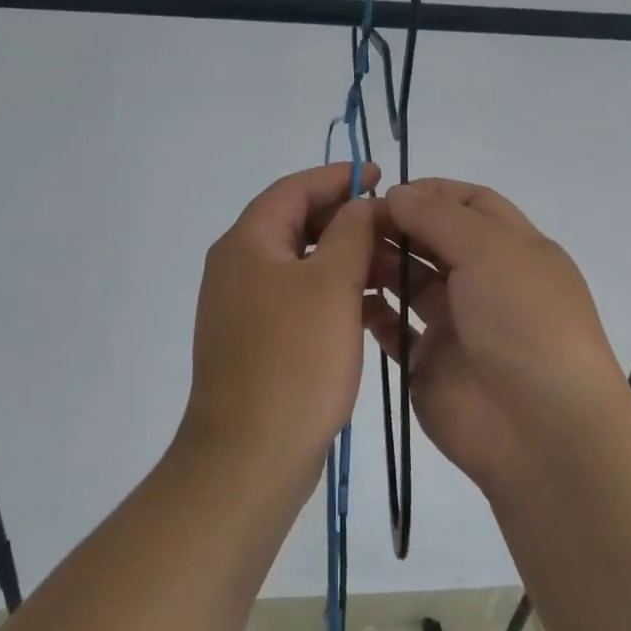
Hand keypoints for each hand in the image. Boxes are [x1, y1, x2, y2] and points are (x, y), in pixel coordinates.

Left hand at [181, 162, 379, 489]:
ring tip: (392, 269)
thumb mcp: (331, 285)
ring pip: (300, 264)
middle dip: (345, 220)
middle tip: (393, 226)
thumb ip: (350, 233)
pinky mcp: (256, 340)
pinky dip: (332, 294)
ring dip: (343, 259)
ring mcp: (243, 307)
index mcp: (247, 243)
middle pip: (295, 224)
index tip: (379, 175)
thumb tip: (361, 203)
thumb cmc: (294, 359)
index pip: (293, 189)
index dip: (337, 177)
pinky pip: (298, 300)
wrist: (251, 454)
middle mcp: (237, 267)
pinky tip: (369, 309)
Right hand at [365, 179, 630, 491]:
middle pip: (433, 240)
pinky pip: (394, 328)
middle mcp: (484, 281)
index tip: (385, 193)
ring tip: (342, 257)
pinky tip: (348, 299)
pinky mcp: (429, 361)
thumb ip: (438, 217)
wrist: (541, 430)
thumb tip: (396, 194)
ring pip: (409, 281)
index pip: (469, 203)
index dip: (429, 193)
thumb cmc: (524, 322)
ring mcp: (456, 323)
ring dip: (379, 264)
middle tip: (350, 224)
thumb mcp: (491, 252)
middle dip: (395, 226)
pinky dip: (372, 311)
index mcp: (512, 249)